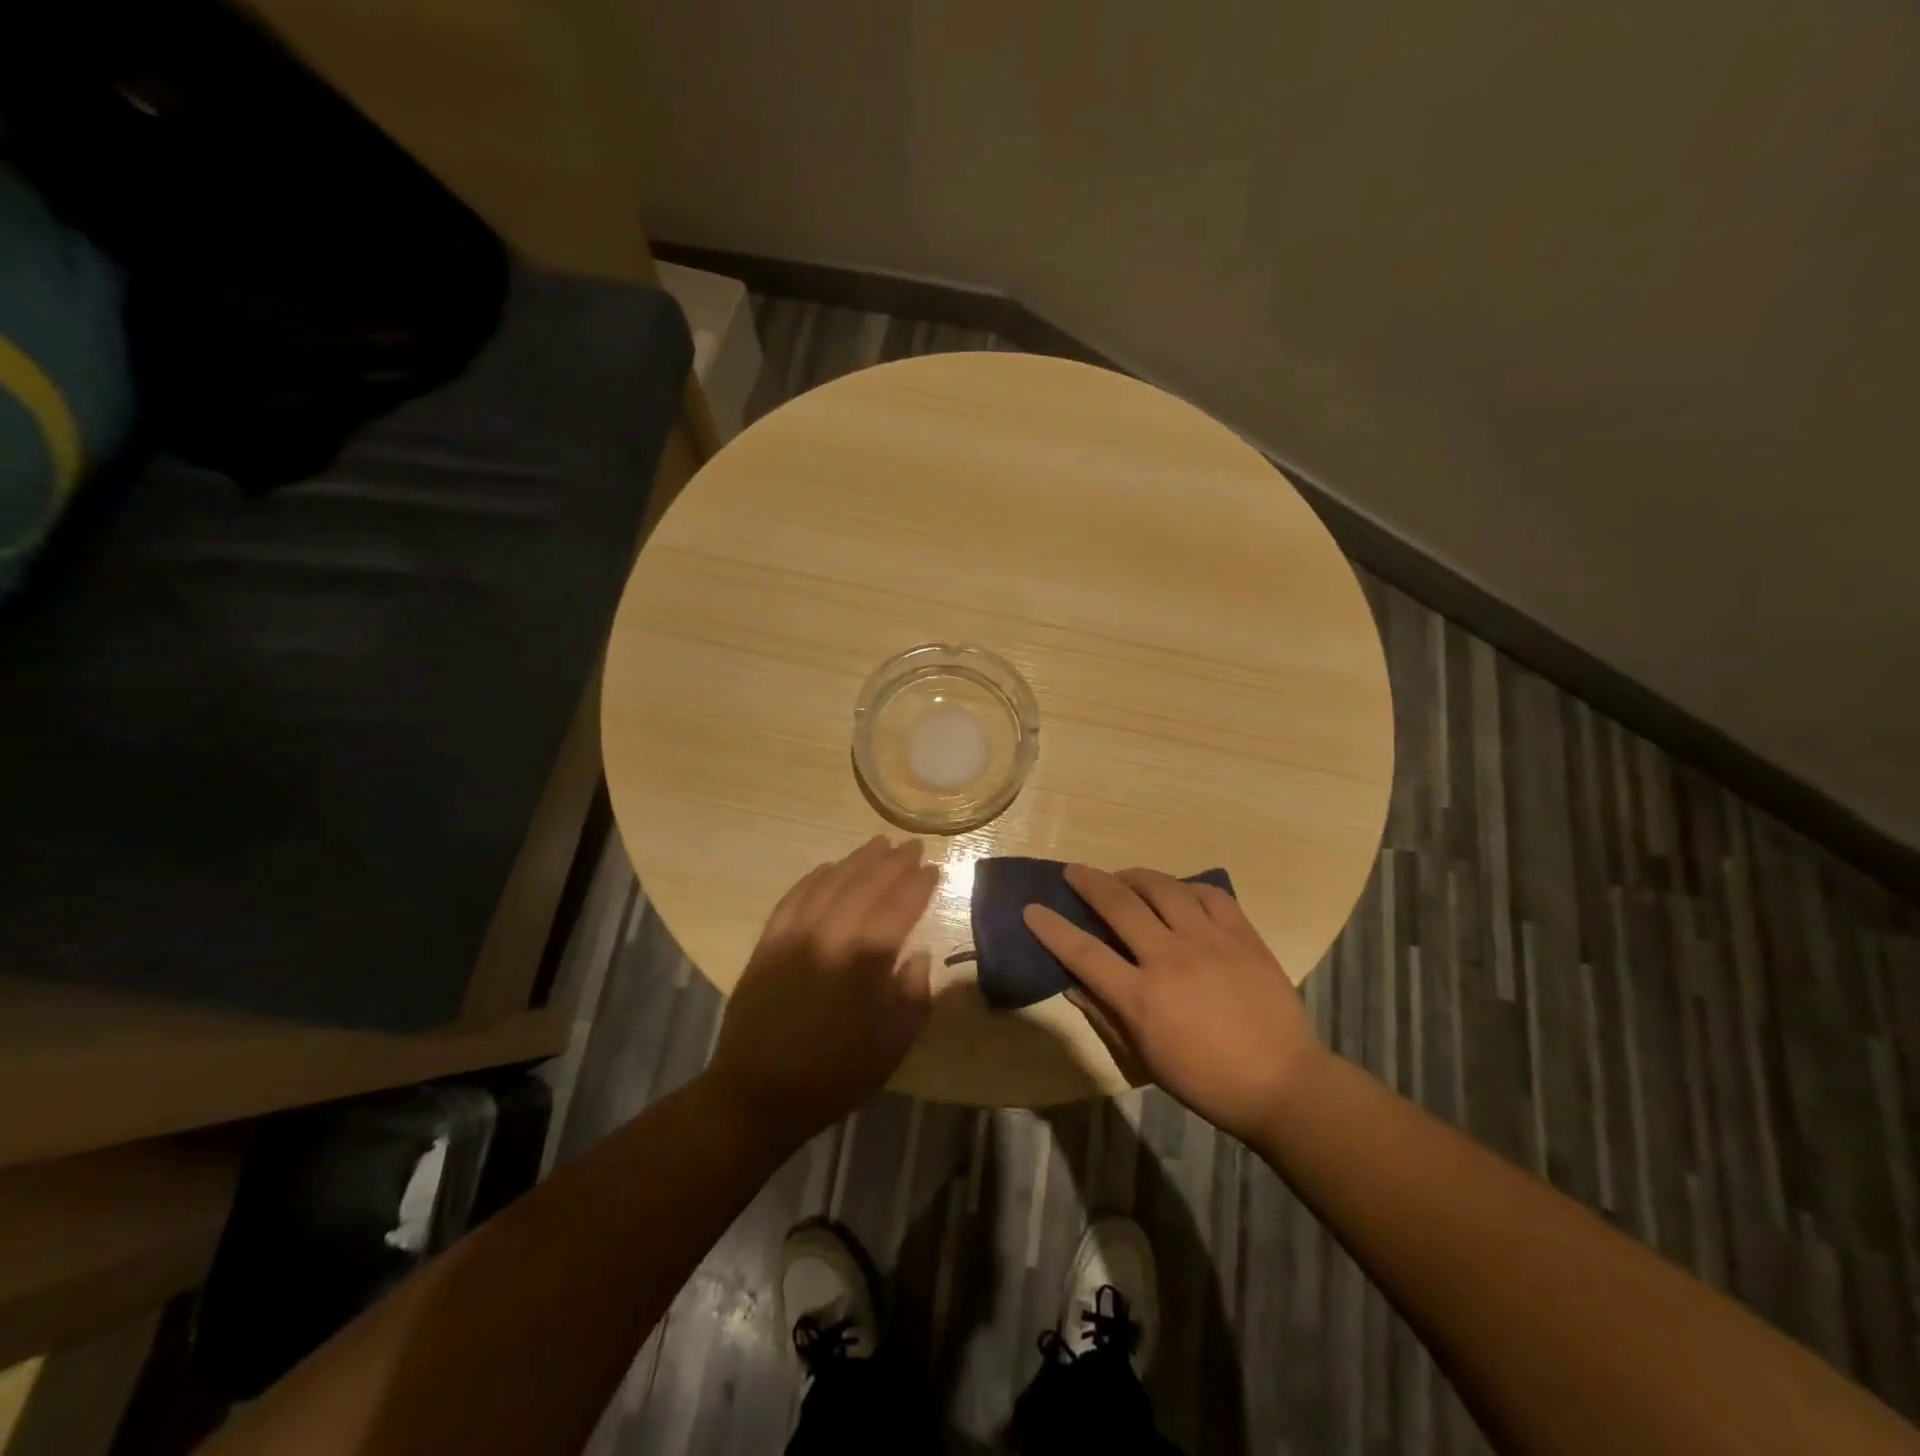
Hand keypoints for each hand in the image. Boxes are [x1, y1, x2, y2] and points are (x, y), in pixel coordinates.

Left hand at [707, 836, 938, 1149]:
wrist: (757, 1095)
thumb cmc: (834, 1076)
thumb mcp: (891, 1048)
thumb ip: (914, 997)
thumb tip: (920, 956)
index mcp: (864, 962)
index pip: (899, 908)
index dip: (918, 885)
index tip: (934, 869)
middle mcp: (829, 937)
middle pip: (865, 885)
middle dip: (892, 863)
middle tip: (912, 846)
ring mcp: (794, 935)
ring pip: (830, 883)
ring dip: (857, 861)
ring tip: (878, 844)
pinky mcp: (767, 942)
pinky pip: (794, 897)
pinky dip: (815, 878)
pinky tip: (829, 868)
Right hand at [1025, 865, 1324, 1145]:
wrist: (1284, 1083)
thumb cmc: (1206, 1081)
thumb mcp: (1145, 1058)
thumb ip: (1106, 1015)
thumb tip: (1072, 984)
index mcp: (1141, 997)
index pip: (1082, 952)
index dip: (1052, 928)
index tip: (1032, 908)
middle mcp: (1169, 958)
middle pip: (1118, 905)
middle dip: (1088, 882)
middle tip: (1074, 872)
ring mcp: (1208, 941)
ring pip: (1162, 888)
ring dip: (1134, 876)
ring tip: (1124, 877)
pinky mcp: (1242, 935)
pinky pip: (1209, 894)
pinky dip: (1187, 887)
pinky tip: (1179, 892)